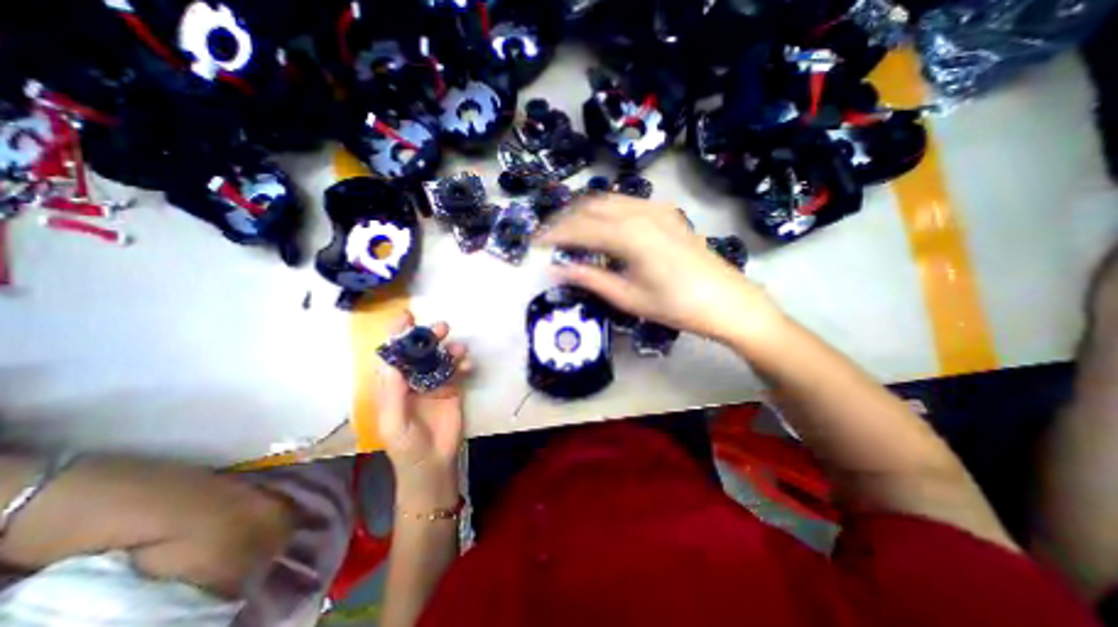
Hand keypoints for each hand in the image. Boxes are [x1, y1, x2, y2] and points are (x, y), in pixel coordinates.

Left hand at [374, 312, 471, 511]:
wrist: (434, 463)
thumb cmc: (407, 446)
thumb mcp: (394, 421)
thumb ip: (392, 392)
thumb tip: (392, 359)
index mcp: (393, 385)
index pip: (393, 354)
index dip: (398, 335)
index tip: (407, 316)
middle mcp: (413, 379)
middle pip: (420, 351)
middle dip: (429, 337)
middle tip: (442, 327)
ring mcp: (434, 382)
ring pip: (441, 357)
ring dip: (450, 348)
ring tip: (460, 349)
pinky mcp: (452, 387)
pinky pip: (457, 369)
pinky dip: (463, 363)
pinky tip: (468, 365)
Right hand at [537, 193, 779, 341]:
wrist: (727, 300)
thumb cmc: (676, 306)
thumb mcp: (628, 297)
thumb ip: (589, 278)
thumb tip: (555, 270)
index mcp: (628, 235)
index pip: (579, 228)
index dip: (553, 235)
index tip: (533, 243)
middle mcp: (639, 212)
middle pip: (590, 207)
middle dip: (564, 220)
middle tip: (547, 237)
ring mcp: (655, 208)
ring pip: (607, 200)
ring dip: (583, 212)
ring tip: (567, 230)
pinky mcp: (666, 212)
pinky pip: (626, 202)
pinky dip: (604, 210)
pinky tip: (600, 225)